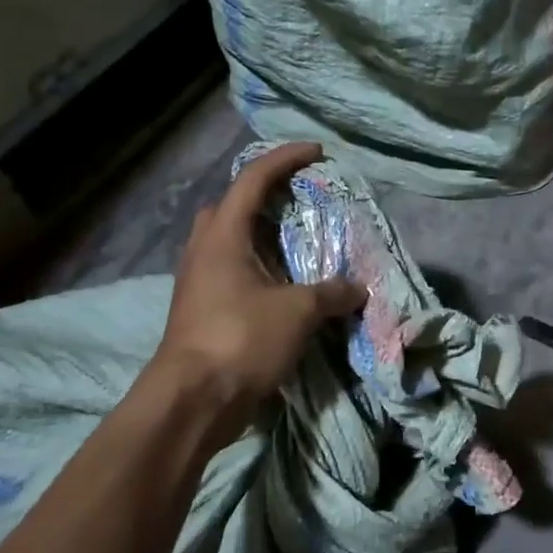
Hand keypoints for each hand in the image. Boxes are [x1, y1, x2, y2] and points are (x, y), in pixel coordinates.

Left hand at [144, 143, 364, 441]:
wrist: (193, 400)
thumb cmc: (241, 339)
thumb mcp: (297, 312)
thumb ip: (331, 294)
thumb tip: (359, 289)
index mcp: (222, 236)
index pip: (253, 179)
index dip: (285, 159)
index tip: (316, 152)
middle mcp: (204, 251)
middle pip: (229, 207)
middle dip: (260, 196)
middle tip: (294, 202)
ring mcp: (198, 282)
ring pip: (227, 242)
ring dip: (258, 236)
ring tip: (294, 245)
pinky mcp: (201, 311)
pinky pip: (231, 273)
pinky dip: (257, 270)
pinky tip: (282, 287)